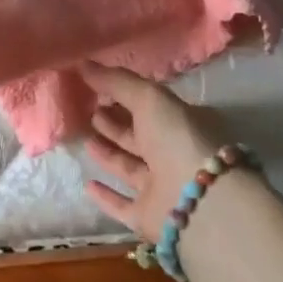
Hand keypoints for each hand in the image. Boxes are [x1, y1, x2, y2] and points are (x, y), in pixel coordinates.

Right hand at [80, 63, 228, 243]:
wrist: (200, 202)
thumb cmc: (178, 138)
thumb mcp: (149, 97)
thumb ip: (116, 81)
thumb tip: (82, 63)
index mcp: (183, 123)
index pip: (152, 107)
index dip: (127, 97)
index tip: (99, 89)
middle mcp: (174, 155)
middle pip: (140, 137)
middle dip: (116, 124)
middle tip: (90, 111)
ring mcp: (163, 188)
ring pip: (130, 168)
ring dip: (109, 154)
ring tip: (86, 138)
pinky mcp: (149, 217)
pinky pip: (123, 205)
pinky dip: (106, 196)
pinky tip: (87, 184)